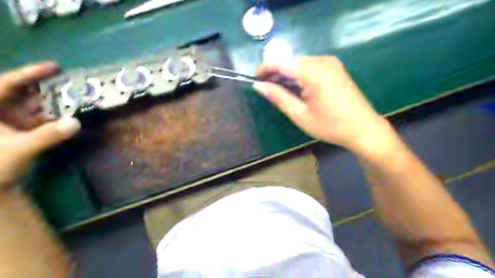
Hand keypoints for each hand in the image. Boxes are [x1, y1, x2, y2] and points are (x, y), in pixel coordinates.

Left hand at [0, 63, 79, 188]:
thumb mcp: (20, 149)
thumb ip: (48, 135)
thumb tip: (76, 122)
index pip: (6, 84)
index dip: (30, 73)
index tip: (55, 66)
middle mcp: (0, 111)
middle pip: (26, 92)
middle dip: (49, 87)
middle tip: (74, 83)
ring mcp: (12, 121)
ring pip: (37, 105)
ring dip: (57, 102)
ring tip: (78, 96)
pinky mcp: (24, 130)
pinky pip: (44, 119)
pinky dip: (58, 116)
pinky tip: (72, 114)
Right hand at [255, 56, 395, 151]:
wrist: (363, 128)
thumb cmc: (330, 126)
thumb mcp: (300, 115)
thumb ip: (278, 97)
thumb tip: (258, 86)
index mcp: (313, 72)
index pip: (281, 62)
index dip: (264, 68)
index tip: (254, 79)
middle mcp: (322, 61)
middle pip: (290, 61)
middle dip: (275, 72)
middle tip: (266, 88)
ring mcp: (331, 63)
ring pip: (299, 63)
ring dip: (286, 74)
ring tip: (279, 90)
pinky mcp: (335, 68)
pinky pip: (310, 66)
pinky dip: (298, 75)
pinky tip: (296, 88)